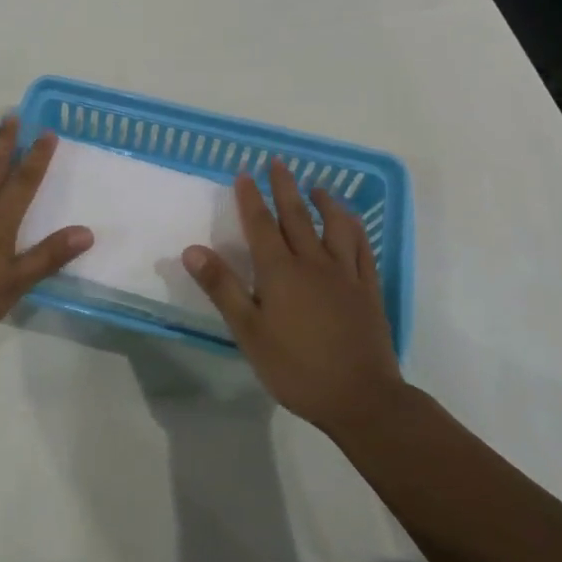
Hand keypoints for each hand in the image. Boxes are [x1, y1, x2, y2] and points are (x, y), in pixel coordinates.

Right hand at [184, 158, 402, 433]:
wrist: (361, 398)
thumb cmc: (296, 367)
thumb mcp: (249, 332)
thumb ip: (222, 287)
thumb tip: (192, 249)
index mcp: (280, 271)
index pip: (261, 224)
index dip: (251, 197)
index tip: (244, 173)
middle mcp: (313, 262)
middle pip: (297, 215)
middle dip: (284, 187)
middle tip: (278, 162)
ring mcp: (345, 274)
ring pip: (335, 226)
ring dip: (325, 202)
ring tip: (317, 187)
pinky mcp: (368, 289)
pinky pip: (362, 248)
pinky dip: (355, 229)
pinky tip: (352, 224)